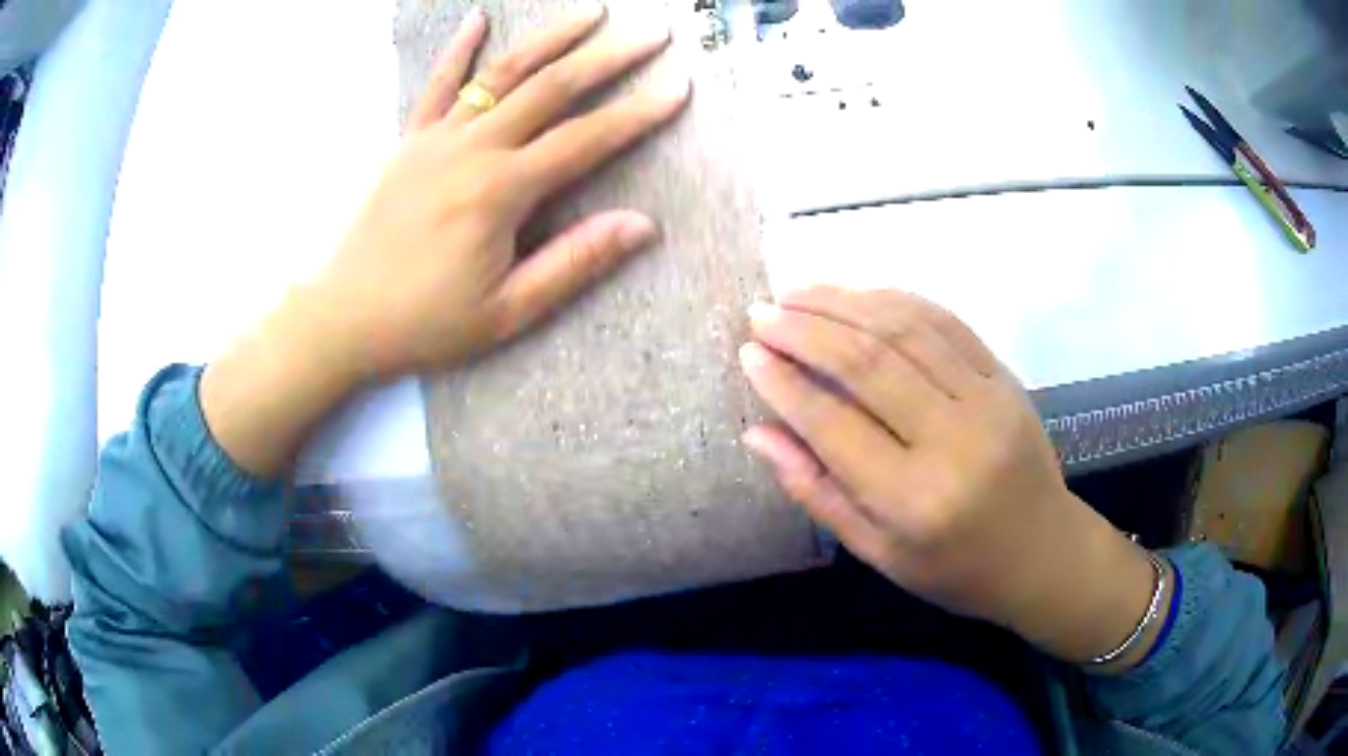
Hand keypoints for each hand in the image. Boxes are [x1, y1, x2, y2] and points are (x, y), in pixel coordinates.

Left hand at [201, 8, 690, 477]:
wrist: (344, 318)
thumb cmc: (426, 322)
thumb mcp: (507, 311)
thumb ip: (574, 262)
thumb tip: (642, 225)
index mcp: (499, 193)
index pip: (584, 140)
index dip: (637, 113)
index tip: (678, 88)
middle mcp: (471, 150)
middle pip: (550, 89)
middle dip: (606, 58)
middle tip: (651, 35)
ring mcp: (435, 140)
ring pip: (500, 73)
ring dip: (549, 38)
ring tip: (590, 12)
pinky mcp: (408, 142)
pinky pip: (436, 86)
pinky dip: (458, 50)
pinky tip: (478, 18)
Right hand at [739, 287, 1167, 668]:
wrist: (1042, 552)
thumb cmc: (954, 569)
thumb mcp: (878, 552)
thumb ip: (816, 491)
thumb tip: (757, 434)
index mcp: (913, 500)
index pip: (832, 424)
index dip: (784, 383)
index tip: (749, 353)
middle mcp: (952, 441)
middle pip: (867, 362)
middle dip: (805, 329)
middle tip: (762, 312)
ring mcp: (986, 401)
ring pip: (905, 328)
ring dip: (845, 301)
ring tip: (798, 292)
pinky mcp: (1005, 378)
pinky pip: (945, 323)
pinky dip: (896, 300)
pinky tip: (860, 294)